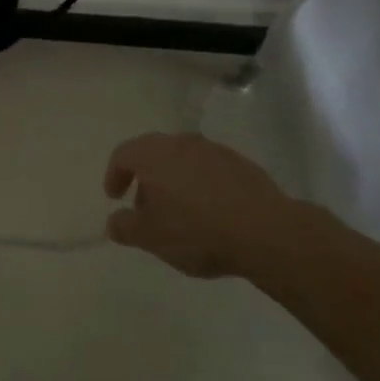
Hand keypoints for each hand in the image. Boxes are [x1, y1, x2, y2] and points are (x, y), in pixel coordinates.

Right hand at [103, 132, 303, 278]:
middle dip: (145, 179)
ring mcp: (214, 151)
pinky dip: (201, 185)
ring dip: (174, 181)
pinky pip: (209, 170)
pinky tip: (210, 212)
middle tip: (145, 207)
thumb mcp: (151, 237)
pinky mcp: (241, 164)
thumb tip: (113, 222)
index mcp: (153, 154)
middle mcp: (180, 143)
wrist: (267, 232)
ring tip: (180, 212)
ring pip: (183, 160)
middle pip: (153, 154)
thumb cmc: (197, 231)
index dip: (114, 175)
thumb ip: (124, 227)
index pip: (122, 155)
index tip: (114, 197)